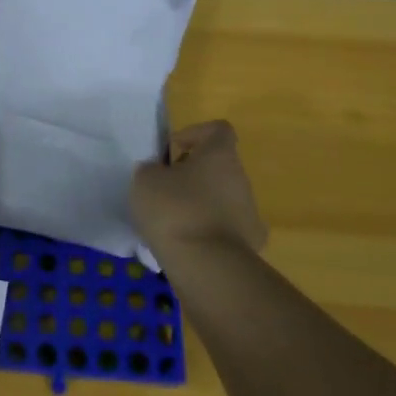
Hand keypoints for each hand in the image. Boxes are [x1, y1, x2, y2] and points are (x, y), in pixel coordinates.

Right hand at [130, 120, 267, 261]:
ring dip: (200, 203)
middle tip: (165, 188)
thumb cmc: (174, 210)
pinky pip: (226, 228)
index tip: (172, 151)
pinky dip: (209, 231)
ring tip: (171, 221)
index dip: (194, 133)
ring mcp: (250, 213)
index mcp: (220, 155)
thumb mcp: (145, 180)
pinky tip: (187, 243)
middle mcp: (241, 179)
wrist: (206, 266)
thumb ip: (152, 169)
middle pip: (219, 166)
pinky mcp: (250, 244)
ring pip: (222, 198)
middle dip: (193, 174)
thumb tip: (159, 173)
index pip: (218, 129)